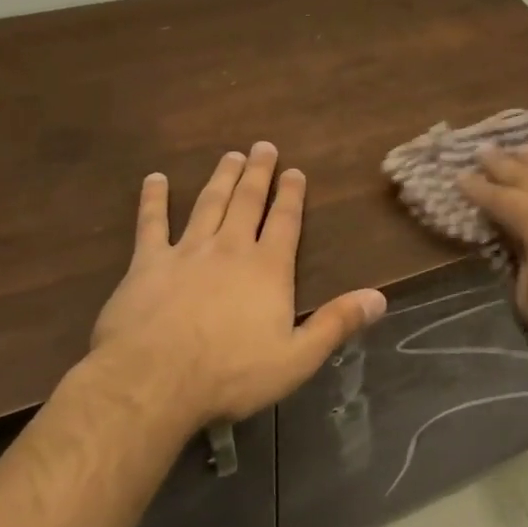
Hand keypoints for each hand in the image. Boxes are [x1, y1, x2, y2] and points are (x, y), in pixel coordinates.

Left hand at [83, 143, 386, 432]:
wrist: (155, 380)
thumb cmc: (231, 374)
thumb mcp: (297, 358)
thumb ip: (336, 324)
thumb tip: (379, 298)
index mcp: (267, 269)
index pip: (285, 222)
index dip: (292, 195)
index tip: (295, 172)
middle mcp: (230, 249)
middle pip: (248, 202)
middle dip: (258, 173)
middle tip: (263, 146)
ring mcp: (187, 251)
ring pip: (208, 204)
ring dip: (221, 178)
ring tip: (229, 156)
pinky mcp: (147, 263)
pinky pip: (151, 223)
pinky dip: (153, 199)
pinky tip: (155, 179)